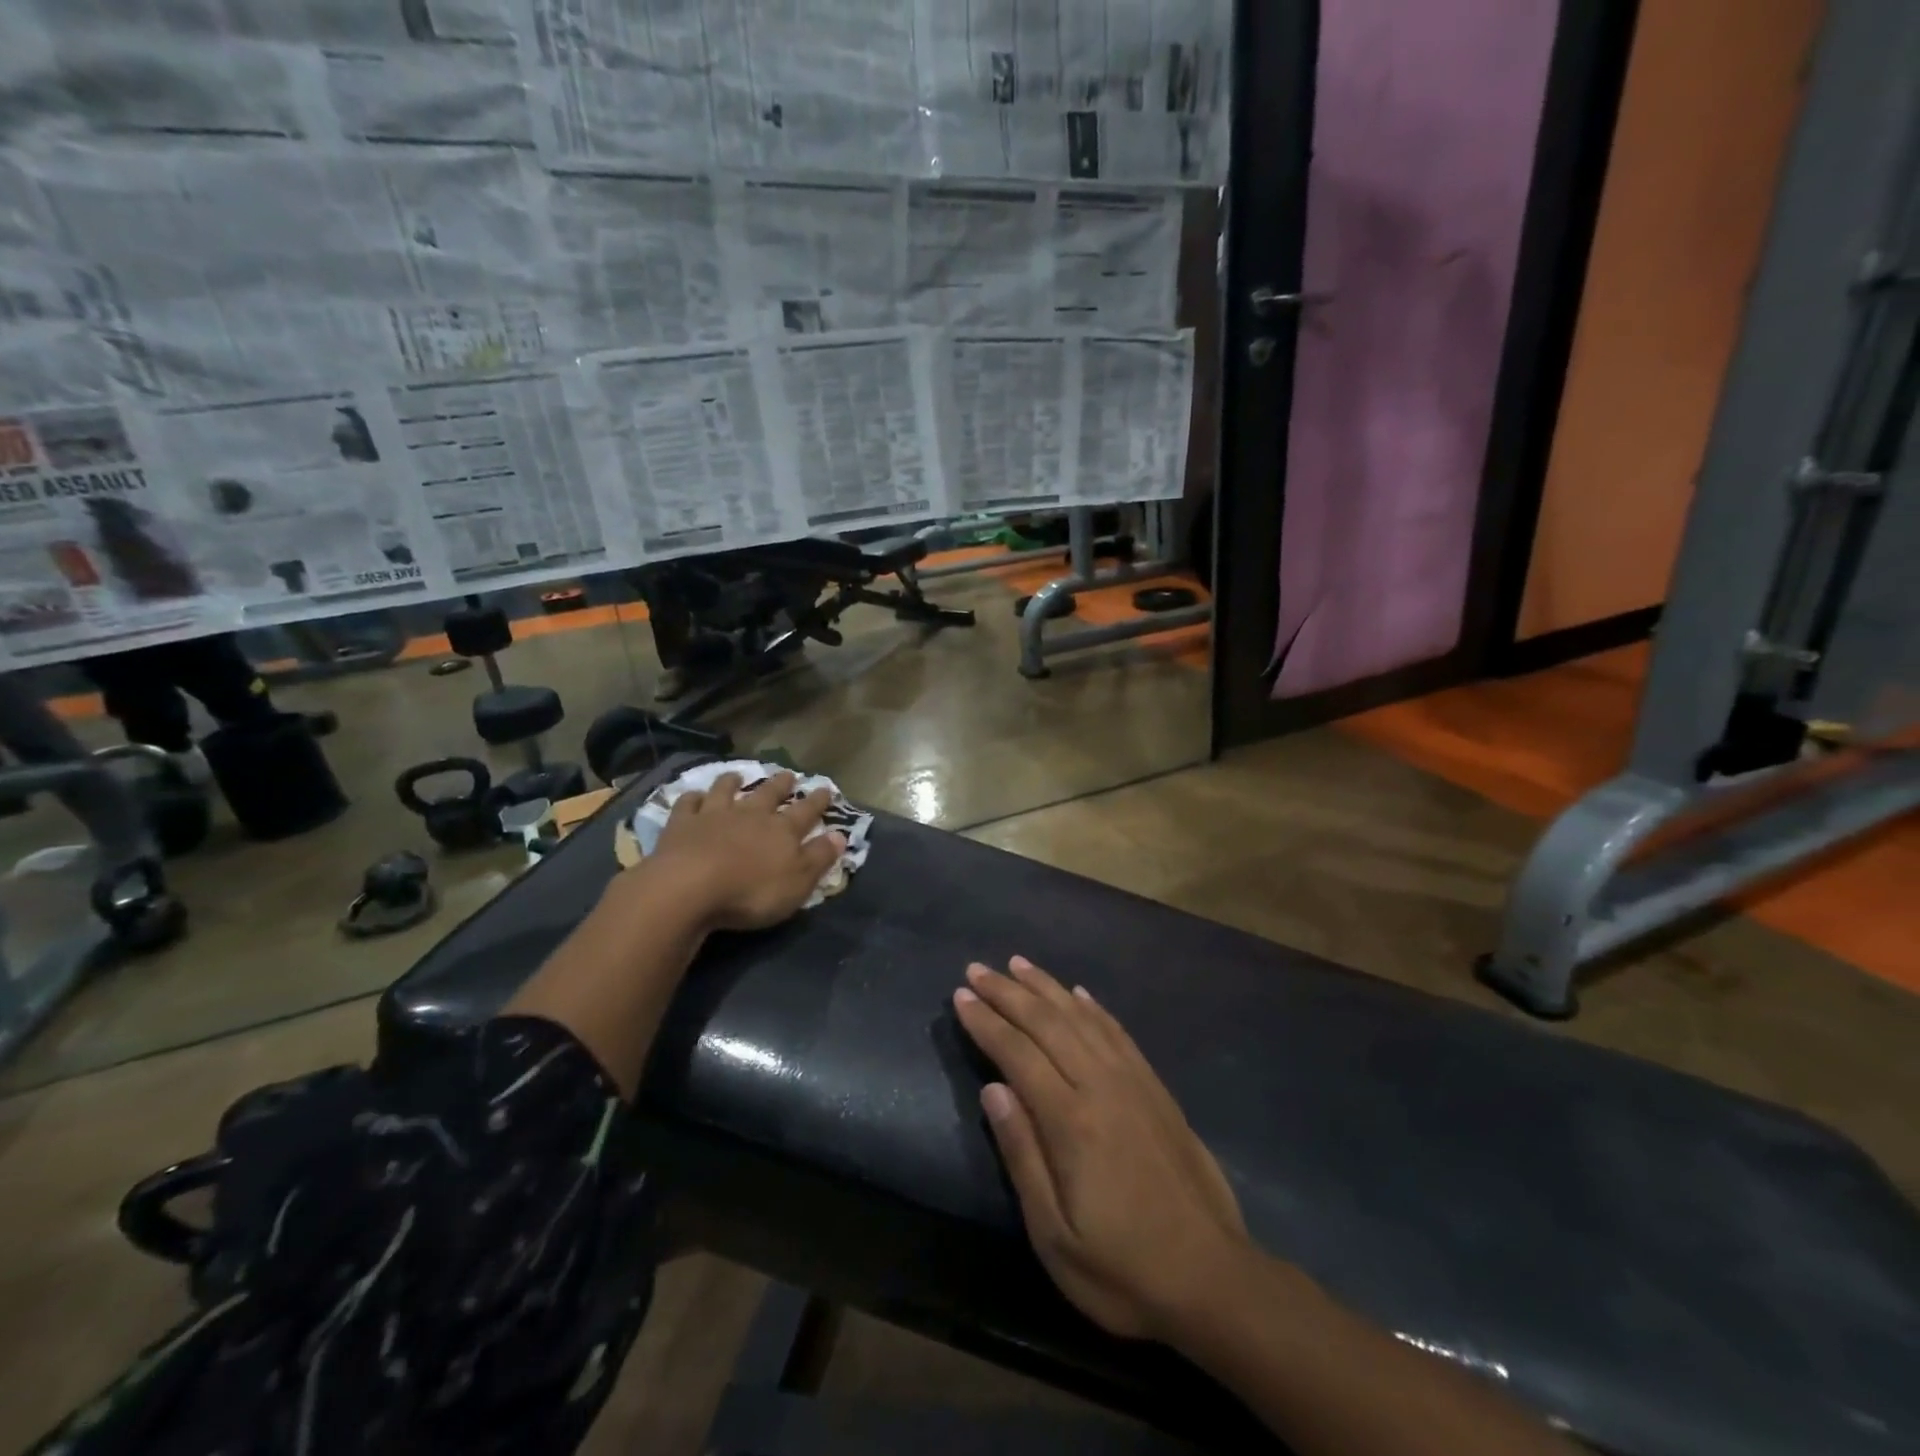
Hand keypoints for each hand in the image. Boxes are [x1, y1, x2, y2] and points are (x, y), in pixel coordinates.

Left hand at [646, 771, 845, 931]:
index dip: (818, 801)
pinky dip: (693, 798)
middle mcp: (751, 815)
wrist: (688, 888)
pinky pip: (688, 804)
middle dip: (781, 784)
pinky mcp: (682, 824)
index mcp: (782, 830)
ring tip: (737, 775)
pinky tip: (694, 796)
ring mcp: (714, 816)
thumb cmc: (751, 891)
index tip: (826, 789)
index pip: (806, 811)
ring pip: (726, 791)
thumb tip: (841, 835)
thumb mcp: (798, 881)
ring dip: (733, 782)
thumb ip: (819, 857)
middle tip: (789, 774)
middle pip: (769, 794)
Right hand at [953, 956, 1249, 1341]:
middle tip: (977, 969)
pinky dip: (1093, 1006)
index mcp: (1072, 1120)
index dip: (986, 1022)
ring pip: (1081, 1017)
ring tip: (1018, 964)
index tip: (960, 996)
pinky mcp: (1156, 1088)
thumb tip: (993, 1089)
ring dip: (1047, 987)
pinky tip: (1078, 994)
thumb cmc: (1123, 1268)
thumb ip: (1022, 1155)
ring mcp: (1134, 1081)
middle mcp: (1102, 1085)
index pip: (1018, 1053)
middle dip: (1008, 992)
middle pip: (1047, 1023)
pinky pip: (1117, 1031)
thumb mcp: (1055, 1235)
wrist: (1214, 1278)